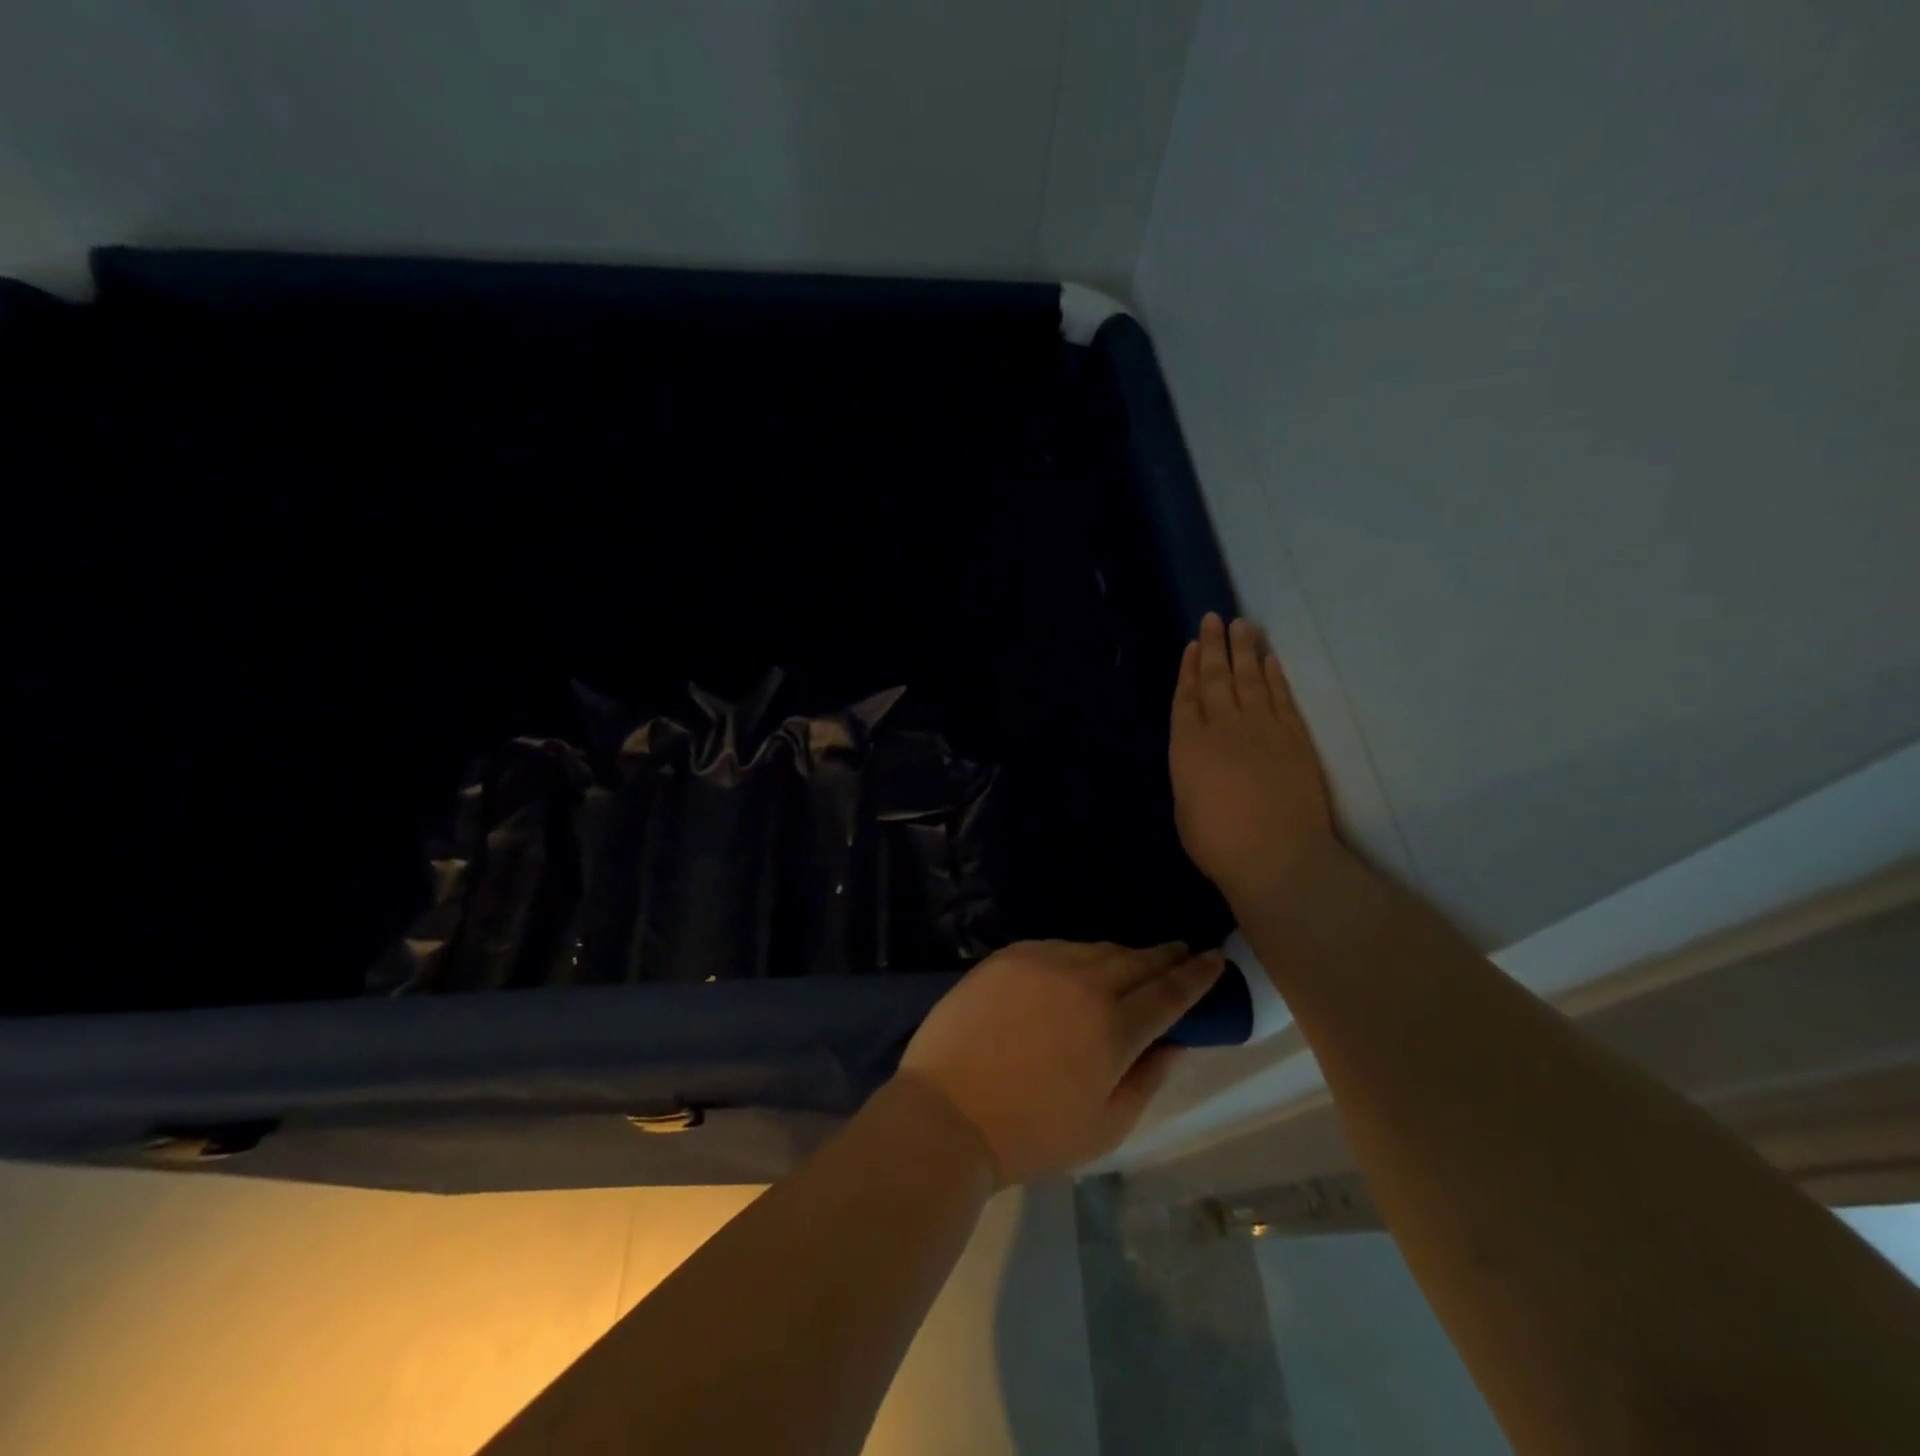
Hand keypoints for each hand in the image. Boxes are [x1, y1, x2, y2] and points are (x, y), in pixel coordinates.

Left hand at [897, 941, 1223, 1185]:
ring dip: (1120, 956)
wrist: (947, 1112)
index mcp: (1114, 1028)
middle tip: (1182, 952)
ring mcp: (1042, 963)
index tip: (1214, 959)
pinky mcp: (1008, 956)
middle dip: (1165, 956)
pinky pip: (1056, 947)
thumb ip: (1147, 1078)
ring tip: (1132, 964)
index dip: (1197, 976)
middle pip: (1136, 960)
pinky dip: (1077, 956)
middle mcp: (1083, 982)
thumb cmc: (1031, 1133)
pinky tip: (1078, 968)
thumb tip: (1173, 1042)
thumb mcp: (1106, 1126)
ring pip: (1096, 949)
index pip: (1169, 992)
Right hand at [1170, 613, 1336, 903]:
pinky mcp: (1295, 738)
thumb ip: (1190, 774)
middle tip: (1214, 618)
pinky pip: (1282, 698)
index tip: (1191, 645)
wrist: (1278, 856)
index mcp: (1188, 746)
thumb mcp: (1185, 809)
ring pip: (1250, 679)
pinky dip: (1275, 676)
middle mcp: (1223, 728)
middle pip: (1215, 679)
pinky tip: (1270, 661)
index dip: (1187, 670)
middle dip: (1212, 647)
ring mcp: (1262, 729)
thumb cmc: (1219, 844)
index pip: (1186, 698)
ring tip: (1242, 625)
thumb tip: (1199, 757)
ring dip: (1245, 650)